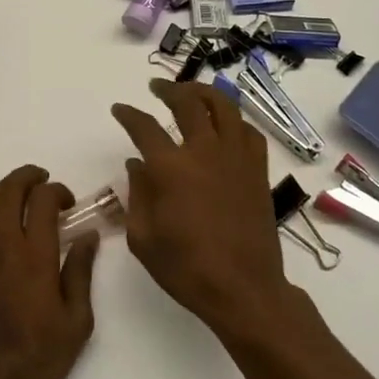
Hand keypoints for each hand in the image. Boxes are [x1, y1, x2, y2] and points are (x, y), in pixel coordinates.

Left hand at [0, 165, 98, 378]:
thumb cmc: (39, 359)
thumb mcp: (76, 322)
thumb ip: (80, 272)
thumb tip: (87, 236)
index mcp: (33, 259)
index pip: (41, 202)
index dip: (56, 191)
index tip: (69, 202)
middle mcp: (1, 249)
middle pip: (6, 193)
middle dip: (26, 177)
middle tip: (43, 178)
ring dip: (7, 189)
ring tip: (27, 193)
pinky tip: (12, 227)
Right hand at [111, 80, 297, 335]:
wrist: (244, 290)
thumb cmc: (186, 268)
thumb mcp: (143, 237)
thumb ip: (137, 194)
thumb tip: (136, 165)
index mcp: (171, 169)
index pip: (144, 128)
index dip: (129, 115)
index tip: (120, 110)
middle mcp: (204, 153)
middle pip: (188, 104)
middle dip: (168, 90)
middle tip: (156, 88)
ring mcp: (236, 159)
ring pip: (224, 108)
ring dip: (204, 93)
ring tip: (192, 93)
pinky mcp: (257, 171)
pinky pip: (248, 132)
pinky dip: (234, 120)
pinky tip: (225, 125)